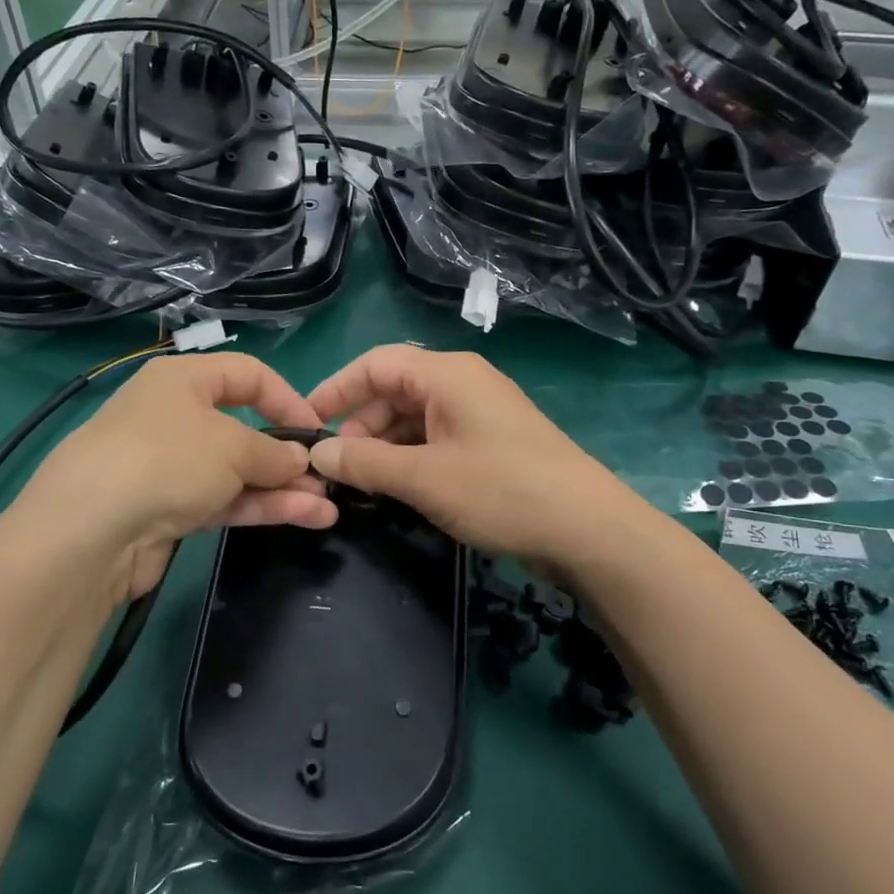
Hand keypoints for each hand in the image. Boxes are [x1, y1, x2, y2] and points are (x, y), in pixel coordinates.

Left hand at [18, 353, 336, 604]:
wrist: (90, 530)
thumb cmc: (167, 459)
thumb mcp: (232, 446)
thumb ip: (274, 452)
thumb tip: (299, 460)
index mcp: (182, 379)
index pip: (248, 375)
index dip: (287, 399)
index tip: (316, 430)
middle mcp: (174, 416)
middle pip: (243, 428)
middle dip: (287, 454)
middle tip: (325, 478)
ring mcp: (169, 466)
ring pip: (236, 471)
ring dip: (281, 487)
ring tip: (327, 507)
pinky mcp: (167, 510)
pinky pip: (222, 500)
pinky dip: (259, 506)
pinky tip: (302, 517)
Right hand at [307, 346, 645, 567]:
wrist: (589, 529)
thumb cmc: (502, 490)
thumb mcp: (424, 477)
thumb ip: (365, 461)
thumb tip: (318, 451)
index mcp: (446, 374)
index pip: (374, 364)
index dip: (335, 389)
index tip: (305, 423)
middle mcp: (461, 382)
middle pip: (393, 389)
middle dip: (359, 424)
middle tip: (336, 466)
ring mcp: (479, 411)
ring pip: (413, 417)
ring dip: (383, 445)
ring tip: (362, 483)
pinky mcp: (490, 440)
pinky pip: (435, 437)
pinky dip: (410, 457)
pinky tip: (397, 487)